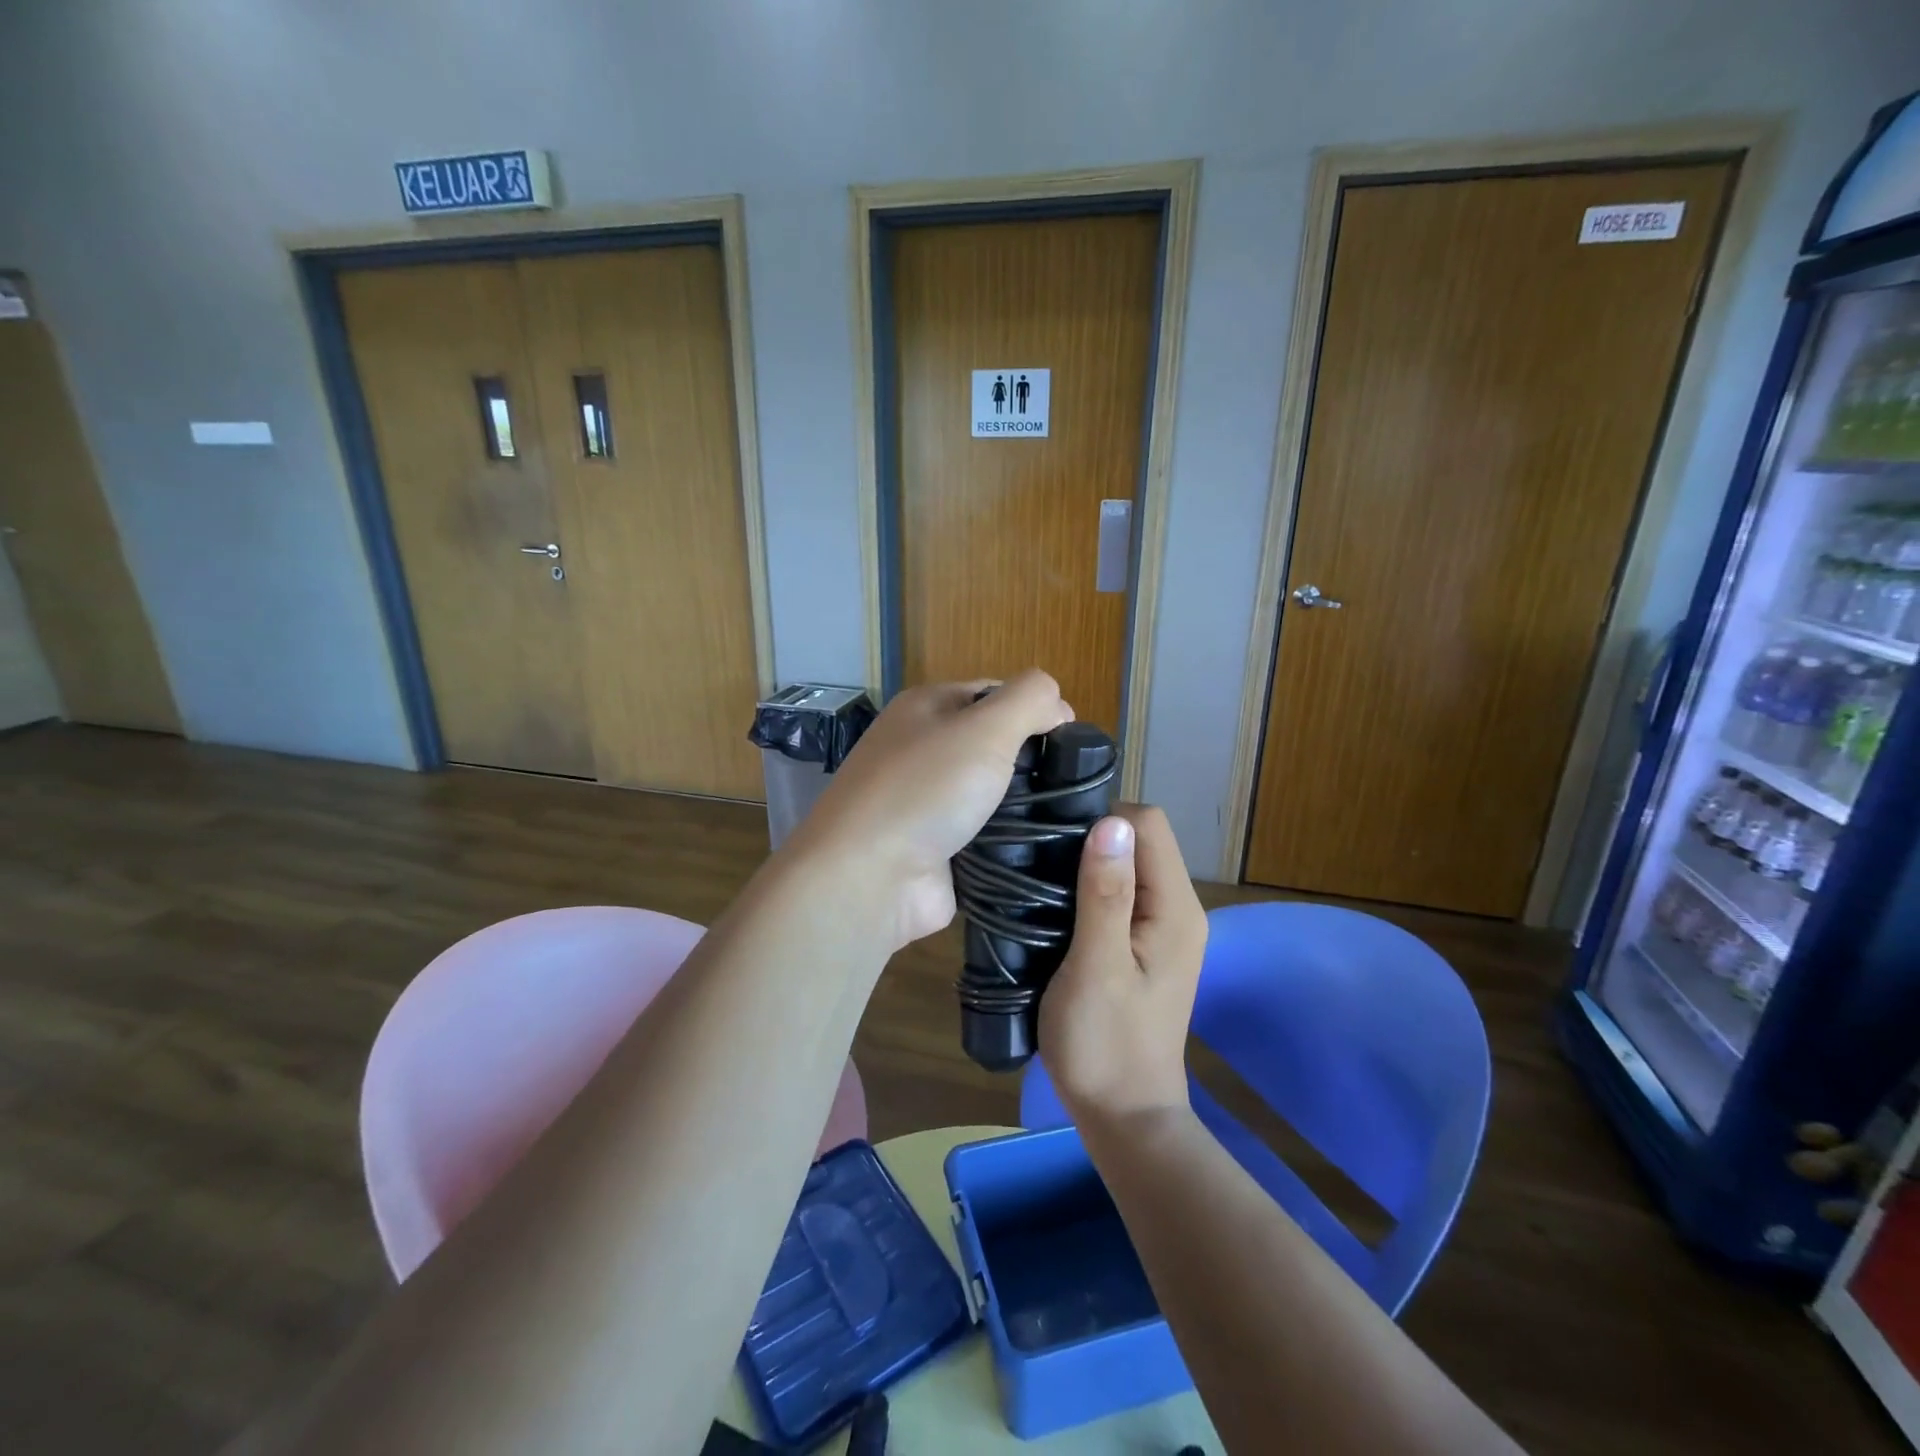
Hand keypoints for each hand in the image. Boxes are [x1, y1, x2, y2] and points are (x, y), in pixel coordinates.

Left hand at [788, 670, 1071, 947]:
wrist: (869, 877)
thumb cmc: (925, 789)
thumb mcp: (985, 727)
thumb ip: (1029, 699)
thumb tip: (1057, 704)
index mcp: (926, 708)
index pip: (993, 693)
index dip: (1036, 709)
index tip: (1072, 740)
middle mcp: (921, 749)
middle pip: (993, 744)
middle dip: (1032, 761)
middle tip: (1070, 784)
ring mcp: (926, 801)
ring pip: (992, 793)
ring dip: (1024, 805)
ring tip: (1065, 817)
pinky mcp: (936, 847)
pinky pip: (984, 835)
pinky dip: (1008, 841)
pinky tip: (1041, 847)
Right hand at [1039, 805, 1207, 1128]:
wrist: (1123, 1117)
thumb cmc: (1105, 1044)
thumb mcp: (1097, 967)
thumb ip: (1106, 894)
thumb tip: (1111, 822)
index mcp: (1176, 908)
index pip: (1148, 825)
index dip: (1103, 820)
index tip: (1056, 842)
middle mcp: (1178, 909)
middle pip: (1140, 841)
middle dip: (1092, 840)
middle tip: (1041, 862)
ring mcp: (1163, 929)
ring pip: (1127, 866)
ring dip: (1087, 865)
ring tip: (1042, 881)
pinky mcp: (1144, 946)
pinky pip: (1120, 894)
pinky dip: (1090, 889)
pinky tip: (1058, 907)